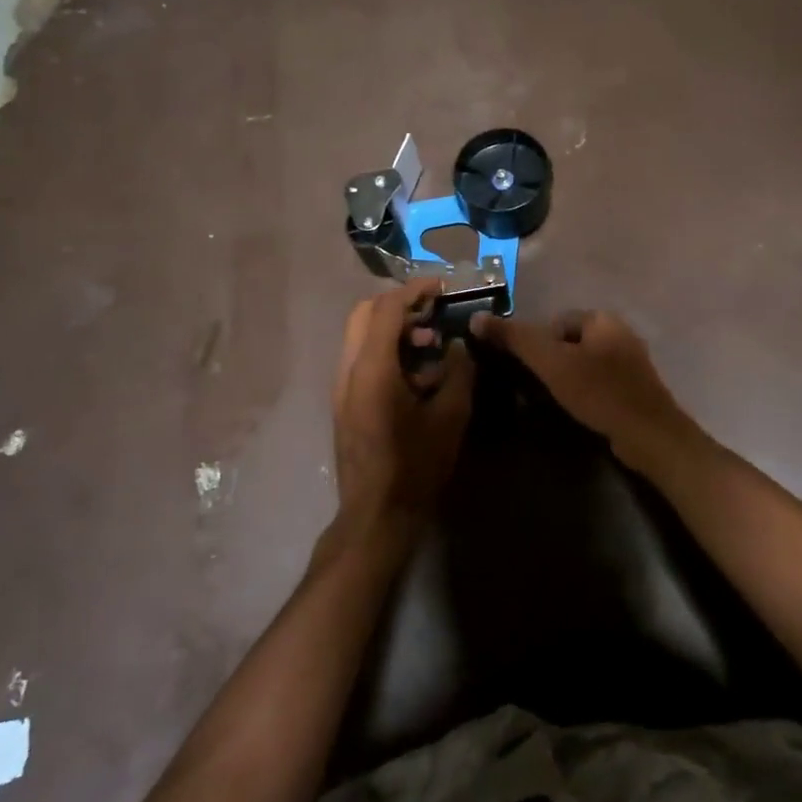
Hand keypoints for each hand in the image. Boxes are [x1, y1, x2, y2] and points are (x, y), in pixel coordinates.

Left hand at [331, 279, 474, 541]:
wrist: (375, 515)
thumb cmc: (415, 465)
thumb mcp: (450, 417)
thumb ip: (459, 371)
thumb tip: (460, 345)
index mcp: (372, 368)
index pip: (386, 308)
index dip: (414, 290)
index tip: (442, 287)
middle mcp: (348, 370)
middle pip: (364, 314)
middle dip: (400, 304)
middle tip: (433, 312)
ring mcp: (341, 387)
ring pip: (361, 337)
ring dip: (394, 329)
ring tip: (431, 347)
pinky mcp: (345, 403)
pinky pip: (362, 360)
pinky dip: (387, 351)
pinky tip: (417, 376)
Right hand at [468, 309, 692, 467]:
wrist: (648, 435)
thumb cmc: (598, 392)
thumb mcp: (550, 363)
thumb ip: (515, 339)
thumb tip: (476, 318)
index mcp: (602, 318)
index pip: (555, 322)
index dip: (538, 345)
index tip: (532, 372)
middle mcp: (620, 332)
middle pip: (569, 342)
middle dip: (553, 363)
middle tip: (541, 389)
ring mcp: (631, 360)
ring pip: (584, 363)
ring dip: (569, 379)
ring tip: (558, 402)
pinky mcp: (636, 387)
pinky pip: (600, 381)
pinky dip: (587, 392)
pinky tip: (582, 410)